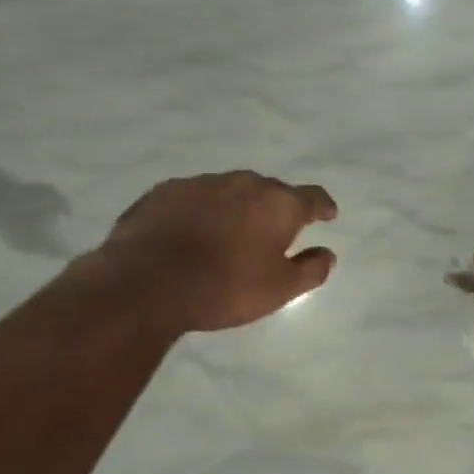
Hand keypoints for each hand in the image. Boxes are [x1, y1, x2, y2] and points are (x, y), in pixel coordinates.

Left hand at [92, 171, 337, 333]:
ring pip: (230, 191)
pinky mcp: (163, 192)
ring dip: (237, 207)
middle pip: (270, 190)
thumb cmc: (225, 287)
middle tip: (276, 230)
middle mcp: (242, 183)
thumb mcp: (279, 289)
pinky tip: (193, 232)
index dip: (322, 206)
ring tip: (232, 231)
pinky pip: (194, 198)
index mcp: (278, 204)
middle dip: (277, 207)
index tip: (327, 214)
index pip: (312, 197)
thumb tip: (327, 254)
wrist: (146, 283)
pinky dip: (202, 211)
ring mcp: (200, 183)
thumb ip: (310, 270)